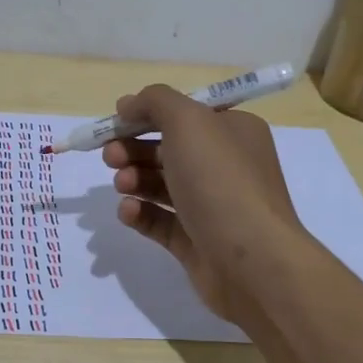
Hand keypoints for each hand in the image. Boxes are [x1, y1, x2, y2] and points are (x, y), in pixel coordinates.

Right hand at [101, 85, 309, 323]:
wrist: (251, 260)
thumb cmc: (221, 181)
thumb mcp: (189, 121)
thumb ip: (155, 102)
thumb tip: (128, 104)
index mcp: (233, 131)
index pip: (185, 114)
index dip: (148, 114)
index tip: (116, 121)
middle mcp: (225, 166)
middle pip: (168, 149)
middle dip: (133, 149)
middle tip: (110, 156)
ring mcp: (210, 206)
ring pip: (161, 185)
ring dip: (134, 179)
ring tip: (122, 185)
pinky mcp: (195, 241)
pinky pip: (160, 220)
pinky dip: (140, 213)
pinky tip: (128, 211)